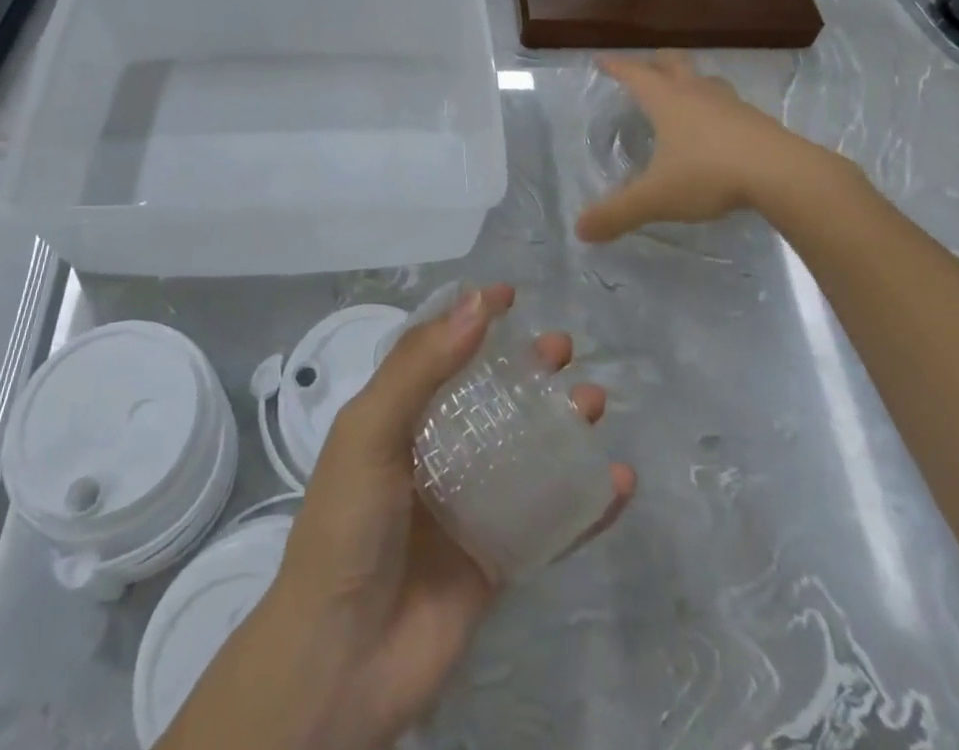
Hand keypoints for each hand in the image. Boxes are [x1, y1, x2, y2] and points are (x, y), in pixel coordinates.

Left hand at [159, 285, 634, 749]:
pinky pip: (548, 522)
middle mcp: (431, 454)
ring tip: (594, 402)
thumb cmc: (347, 528)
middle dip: (525, 368)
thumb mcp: (370, 431)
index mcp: (394, 418)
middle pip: (487, 396)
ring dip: (561, 424)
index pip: (435, 352)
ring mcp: (465, 506)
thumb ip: (420, 368)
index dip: (469, 319)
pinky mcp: (494, 558)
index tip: (509, 295)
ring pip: (523, 451)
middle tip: (562, 347)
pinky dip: (584, 503)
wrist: (341, 663)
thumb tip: (476, 305)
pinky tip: (618, 482)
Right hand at [574, 52, 849, 242]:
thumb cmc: (709, 174)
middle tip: (644, 69)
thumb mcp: (656, 198)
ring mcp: (731, 105)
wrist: (783, 174)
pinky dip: (716, 108)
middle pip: (673, 63)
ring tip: (683, 94)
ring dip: (690, 82)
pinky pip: (730, 105)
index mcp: (667, 101)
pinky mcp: (758, 121)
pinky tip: (718, 129)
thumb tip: (580, 230)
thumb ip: (618, 213)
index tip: (602, 60)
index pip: (635, 74)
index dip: (616, 66)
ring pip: (705, 81)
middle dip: (655, 63)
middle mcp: (697, 94)